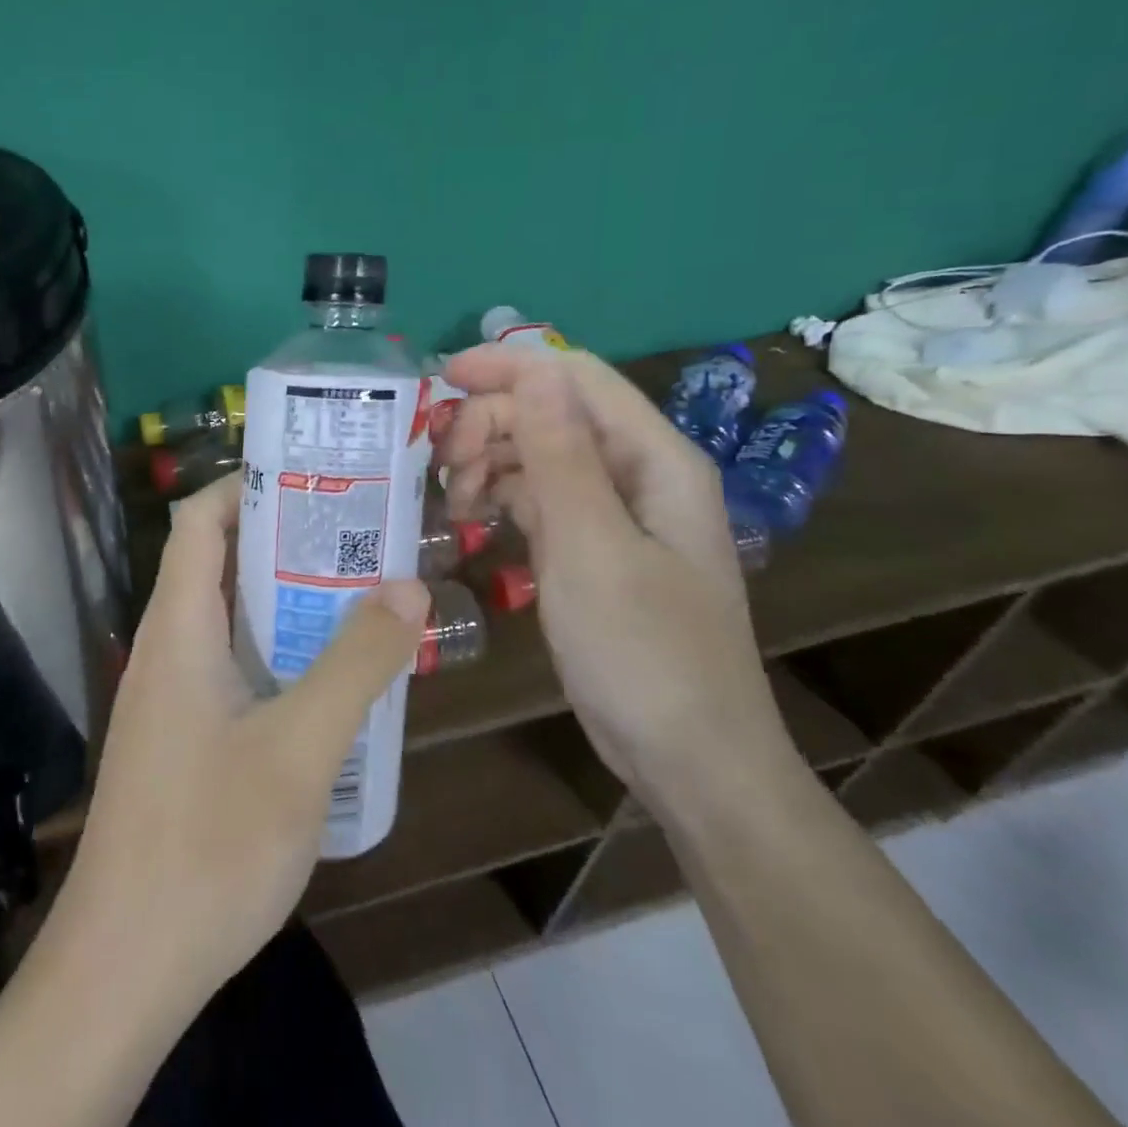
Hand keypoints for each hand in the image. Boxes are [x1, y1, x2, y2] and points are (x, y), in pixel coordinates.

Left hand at [47, 474, 428, 1011]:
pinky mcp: (181, 739)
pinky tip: (329, 681)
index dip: (248, 484)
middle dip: (285, 539)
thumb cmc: (209, 846)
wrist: (124, 967)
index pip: (199, 520)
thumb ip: (357, 663)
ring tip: (359, 593)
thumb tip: (407, 584)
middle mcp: (166, 649)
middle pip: (219, 563)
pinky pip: (231, 668)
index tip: (316, 476)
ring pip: (229, 619)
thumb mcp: (301, 749)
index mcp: (178, 628)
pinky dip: (277, 652)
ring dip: (287, 599)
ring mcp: (170, 697)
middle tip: (361, 533)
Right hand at [439, 344, 794, 805]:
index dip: (508, 367)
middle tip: (440, 465)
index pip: (575, 379)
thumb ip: (561, 455)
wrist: (688, 759)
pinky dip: (501, 498)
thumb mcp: (592, 548)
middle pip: (552, 413)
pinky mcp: (591, 548)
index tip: (439, 380)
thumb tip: (534, 369)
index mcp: (654, 459)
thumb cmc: (644, 653)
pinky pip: (539, 499)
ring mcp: (614, 513)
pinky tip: (471, 519)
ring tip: (453, 502)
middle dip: (490, 423)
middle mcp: (637, 473)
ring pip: (539, 455)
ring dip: (489, 462)